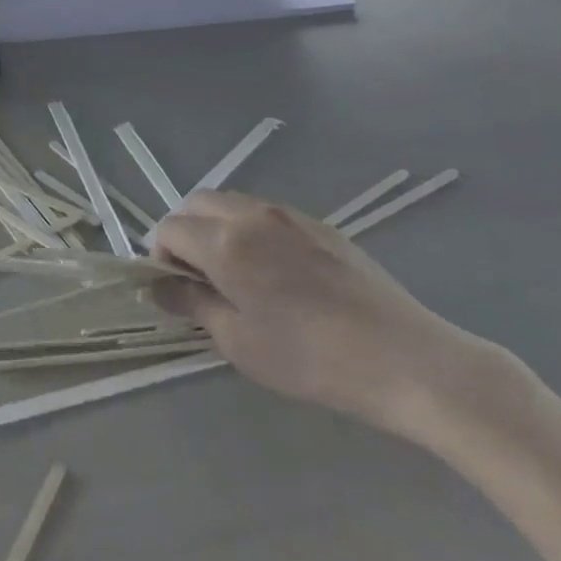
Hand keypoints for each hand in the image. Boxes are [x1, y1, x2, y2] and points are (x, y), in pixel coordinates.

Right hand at [151, 191, 496, 441]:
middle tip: (196, 279)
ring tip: (233, 274)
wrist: (402, 357)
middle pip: (196, 203)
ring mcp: (287, 214)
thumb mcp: (239, 342)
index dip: (159, 256)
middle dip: (184, 232)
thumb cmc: (310, 358)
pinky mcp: (317, 224)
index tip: (173, 291)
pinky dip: (248, 229)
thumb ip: (192, 304)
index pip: (170, 228)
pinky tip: (273, 272)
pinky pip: (265, 213)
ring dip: (215, 227)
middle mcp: (251, 214)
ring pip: (231, 203)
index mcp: (225, 242)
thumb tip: (157, 286)